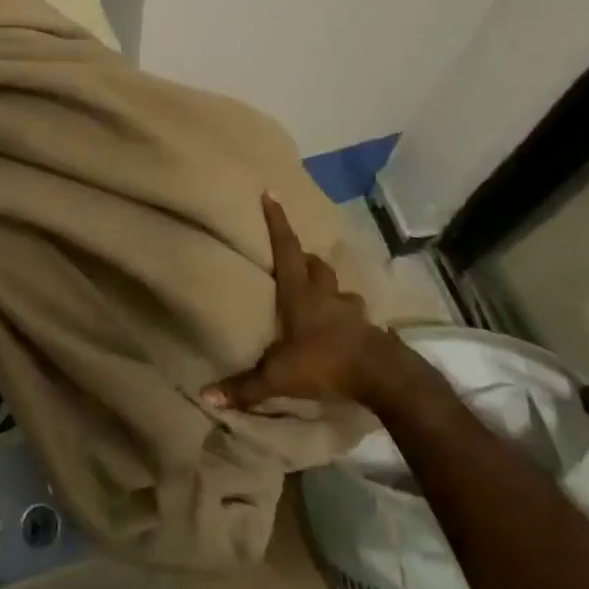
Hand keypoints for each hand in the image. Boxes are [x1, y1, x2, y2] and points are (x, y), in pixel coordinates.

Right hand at [203, 194, 400, 410]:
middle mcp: (326, 295)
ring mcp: (352, 310)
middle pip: (315, 265)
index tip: (271, 193)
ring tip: (319, 298)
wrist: (382, 376)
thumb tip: (205, 395)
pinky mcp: (370, 329)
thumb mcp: (279, 376)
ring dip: (328, 288)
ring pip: (338, 289)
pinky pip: (356, 315)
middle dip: (304, 258)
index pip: (286, 248)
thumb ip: (246, 387)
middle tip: (294, 260)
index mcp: (300, 294)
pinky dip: (347, 317)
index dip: (277, 221)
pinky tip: (344, 330)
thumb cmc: (325, 363)